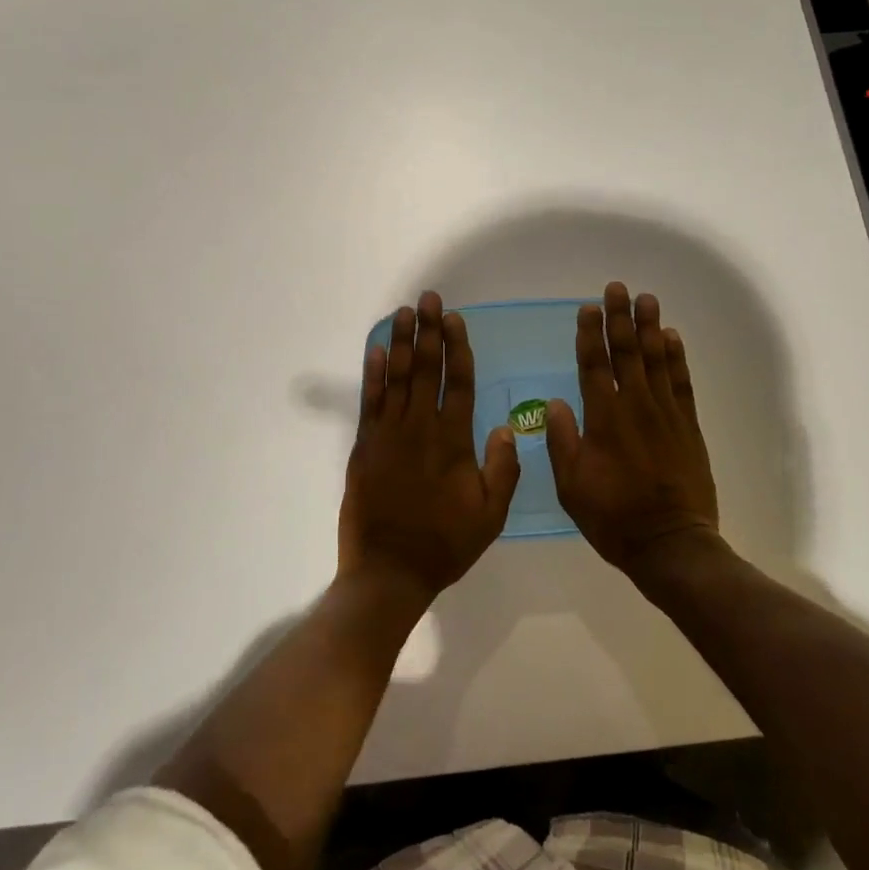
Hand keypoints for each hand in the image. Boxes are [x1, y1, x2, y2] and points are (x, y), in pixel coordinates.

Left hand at [338, 291, 521, 604]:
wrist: (388, 571)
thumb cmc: (444, 544)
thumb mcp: (490, 516)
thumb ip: (502, 470)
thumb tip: (505, 427)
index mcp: (453, 440)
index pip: (459, 382)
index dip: (457, 347)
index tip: (454, 319)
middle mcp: (420, 427)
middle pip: (426, 368)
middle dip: (428, 330)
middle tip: (429, 298)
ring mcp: (388, 433)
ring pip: (396, 377)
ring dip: (401, 342)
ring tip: (404, 312)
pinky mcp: (364, 445)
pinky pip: (369, 400)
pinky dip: (372, 373)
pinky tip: (375, 350)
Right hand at [548, 282, 720, 575]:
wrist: (671, 544)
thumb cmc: (614, 517)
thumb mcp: (572, 486)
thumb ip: (563, 441)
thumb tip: (556, 402)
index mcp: (604, 420)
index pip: (594, 366)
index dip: (590, 335)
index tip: (588, 308)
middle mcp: (635, 407)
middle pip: (626, 353)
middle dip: (620, 318)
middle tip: (617, 287)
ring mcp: (665, 415)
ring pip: (656, 361)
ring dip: (650, 328)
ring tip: (646, 299)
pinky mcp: (687, 427)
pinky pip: (682, 383)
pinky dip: (677, 358)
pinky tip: (672, 338)